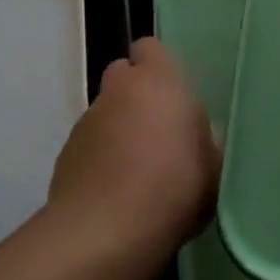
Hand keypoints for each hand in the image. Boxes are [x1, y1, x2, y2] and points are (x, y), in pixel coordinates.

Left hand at [48, 38, 219, 264]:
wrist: (106, 232)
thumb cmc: (174, 188)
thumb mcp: (213, 165)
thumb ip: (203, 138)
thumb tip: (195, 133)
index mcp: (159, 80)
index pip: (150, 47)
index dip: (159, 66)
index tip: (174, 94)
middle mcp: (118, 90)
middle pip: (123, 75)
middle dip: (137, 94)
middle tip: (158, 130)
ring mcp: (86, 121)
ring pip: (106, 112)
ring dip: (118, 129)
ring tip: (137, 171)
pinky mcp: (65, 154)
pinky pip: (90, 145)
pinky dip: (100, 158)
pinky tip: (115, 192)